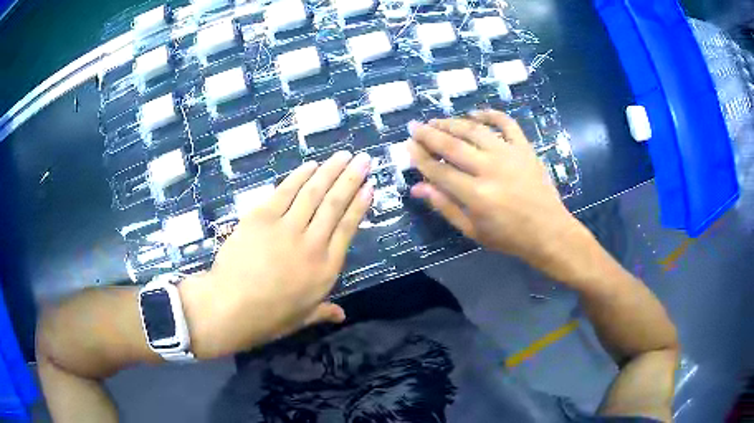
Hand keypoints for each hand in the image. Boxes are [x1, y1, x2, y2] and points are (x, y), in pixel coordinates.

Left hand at [181, 151, 373, 358]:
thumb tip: (342, 315)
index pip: (348, 229)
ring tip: (343, 155)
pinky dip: (299, 176)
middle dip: (351, 179)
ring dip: (330, 171)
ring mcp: (287, 227)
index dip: (360, 205)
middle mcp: (312, 243)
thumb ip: (324, 312)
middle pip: (335, 204)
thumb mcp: (302, 318)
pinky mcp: (262, 217)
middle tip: (363, 159)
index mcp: (325, 268)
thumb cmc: (269, 317)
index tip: (369, 187)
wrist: (230, 307)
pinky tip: (311, 165)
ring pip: (314, 192)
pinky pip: (285, 191)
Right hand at [406, 110, 585, 273]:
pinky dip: (490, 114)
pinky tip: (475, 113)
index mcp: (476, 195)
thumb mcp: (472, 230)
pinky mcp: (524, 148)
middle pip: (453, 145)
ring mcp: (509, 155)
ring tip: (437, 120)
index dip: (420, 157)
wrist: (549, 232)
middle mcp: (490, 169)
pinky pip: (506, 123)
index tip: (408, 146)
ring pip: (474, 130)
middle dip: (429, 134)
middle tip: (415, 126)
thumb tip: (417, 188)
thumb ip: (445, 206)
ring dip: (452, 122)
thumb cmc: (509, 237)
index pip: (439, 170)